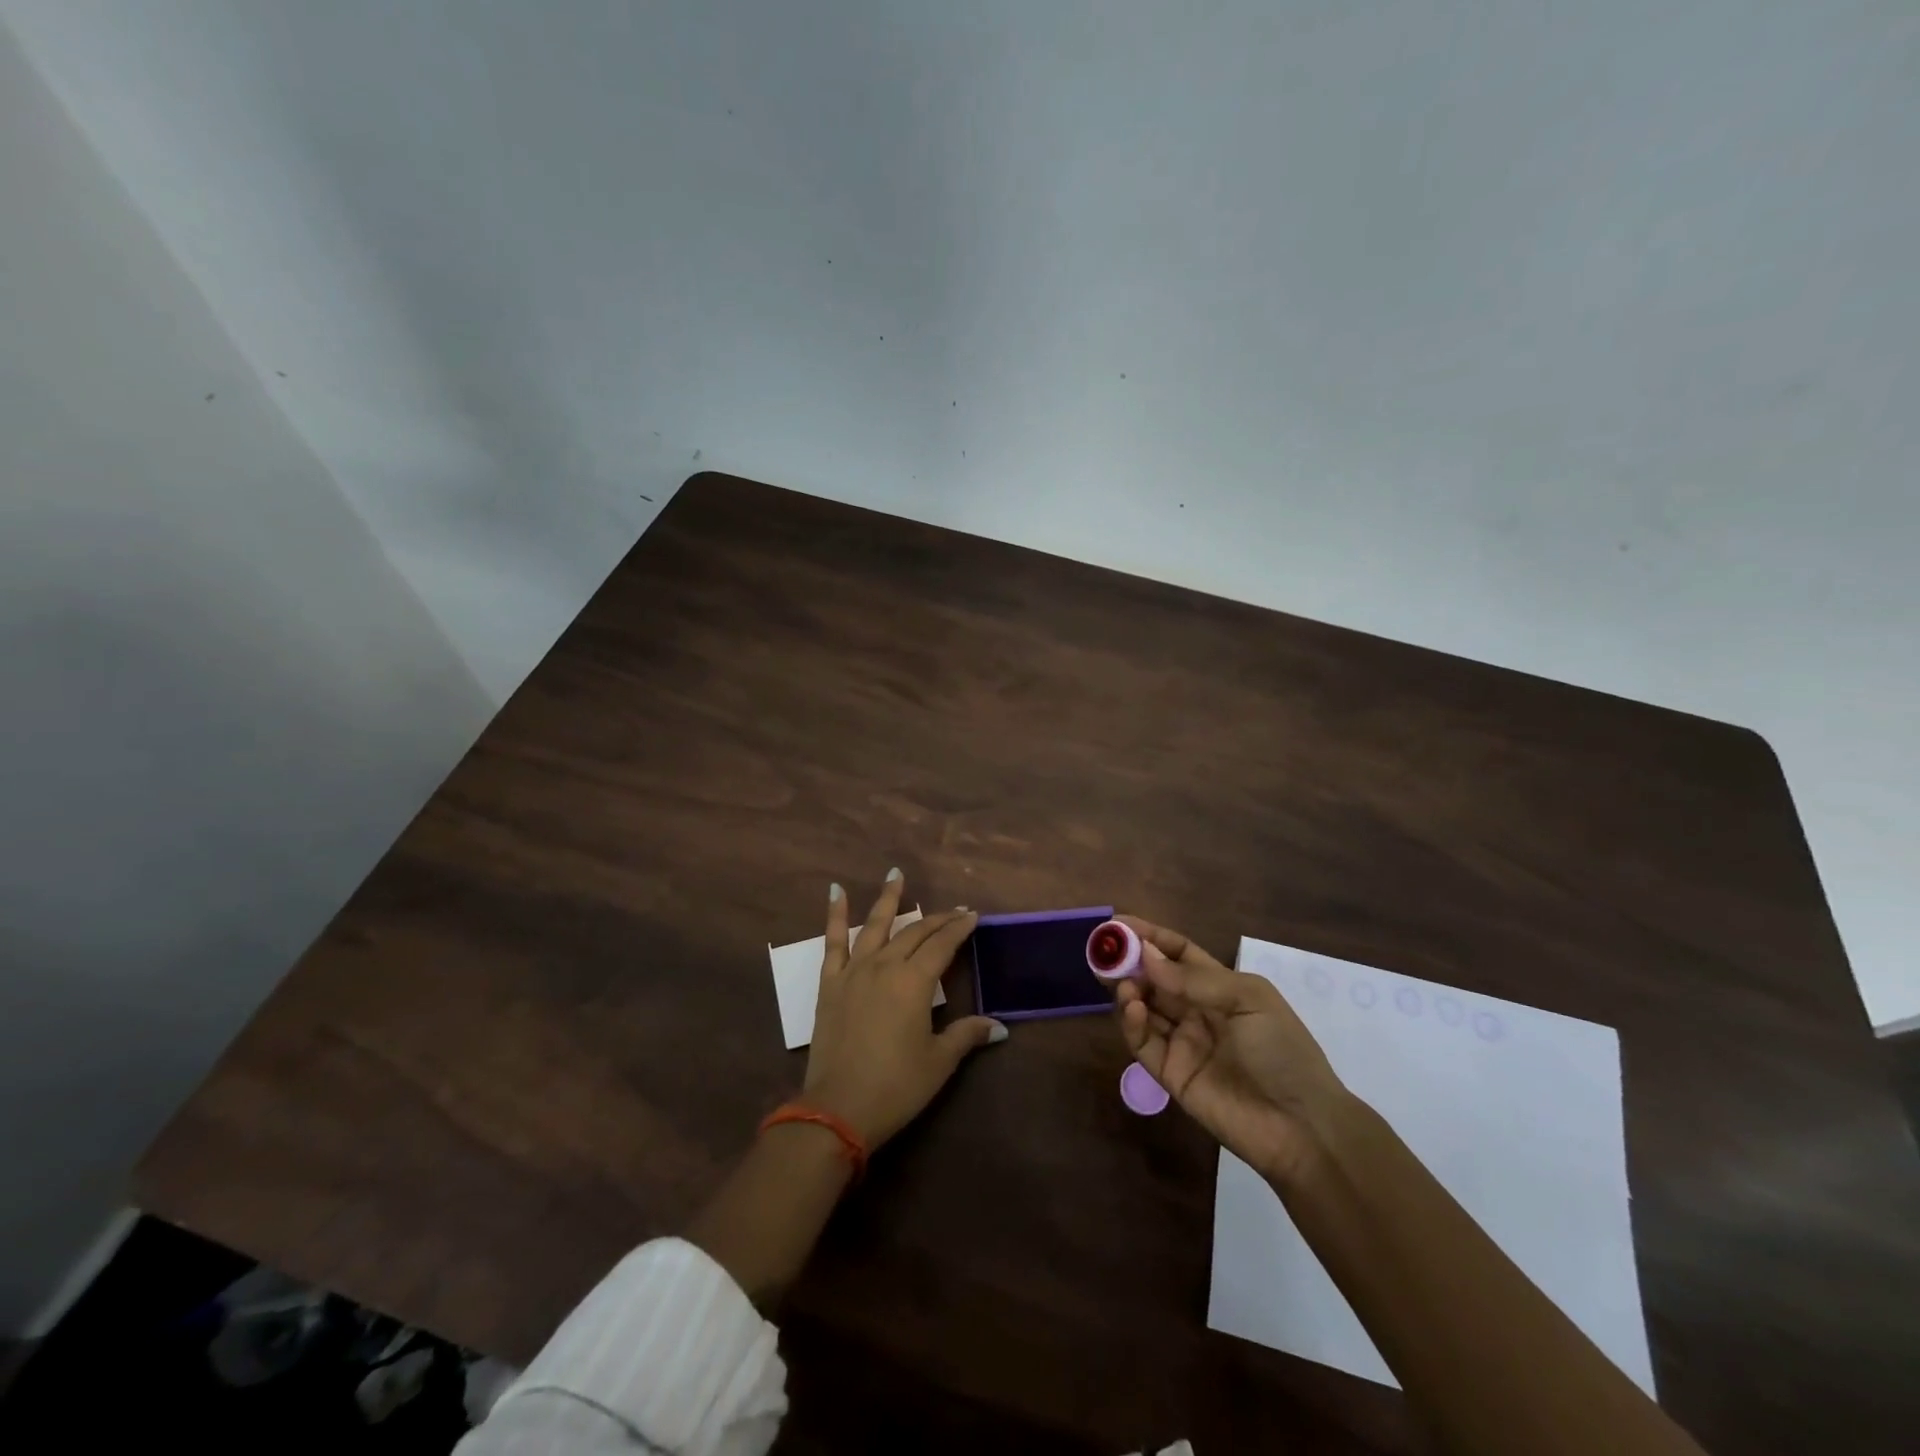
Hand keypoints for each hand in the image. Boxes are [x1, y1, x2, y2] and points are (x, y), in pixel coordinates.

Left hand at [803, 870, 1004, 1148]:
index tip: (972, 915)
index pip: (943, 945)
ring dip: (888, 898)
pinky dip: (835, 915)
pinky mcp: (830, 983)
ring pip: (875, 925)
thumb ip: (966, 1035)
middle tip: (953, 910)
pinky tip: (836, 892)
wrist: (838, 1108)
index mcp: (914, 982)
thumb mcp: (938, 1061)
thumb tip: (999, 1026)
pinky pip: (833, 942)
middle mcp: (885, 966)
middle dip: (936, 919)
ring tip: (896, 874)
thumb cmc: (896, 1086)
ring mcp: (854, 971)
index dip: (959, 928)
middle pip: (914, 933)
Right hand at [1114, 915, 1349, 1185]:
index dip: (1149, 936)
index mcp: (1221, 987)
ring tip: (1120, 983)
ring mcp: (1182, 1043)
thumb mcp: (1247, 1000)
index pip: (1177, 953)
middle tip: (1103, 952)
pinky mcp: (1170, 1074)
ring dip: (1128, 990)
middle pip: (1154, 978)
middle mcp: (1197, 1011)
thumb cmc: (1282, 1051)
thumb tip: (1145, 955)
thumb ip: (1194, 979)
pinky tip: (1132, 1008)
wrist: (1301, 1127)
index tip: (1117, 925)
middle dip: (1129, 962)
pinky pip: (1143, 1043)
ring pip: (1143, 1008)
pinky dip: (1132, 1023)